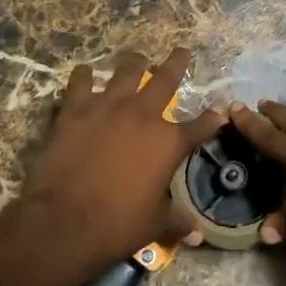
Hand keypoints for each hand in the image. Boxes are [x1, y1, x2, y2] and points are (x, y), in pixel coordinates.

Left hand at [20, 47, 222, 270]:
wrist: (65, 222)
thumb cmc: (117, 225)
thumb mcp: (154, 224)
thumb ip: (177, 221)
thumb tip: (199, 235)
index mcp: (168, 143)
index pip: (200, 126)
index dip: (212, 118)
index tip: (220, 111)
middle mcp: (143, 115)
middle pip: (166, 79)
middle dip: (177, 63)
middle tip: (182, 51)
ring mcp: (108, 107)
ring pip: (126, 71)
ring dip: (134, 63)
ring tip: (136, 56)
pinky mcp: (76, 109)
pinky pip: (81, 83)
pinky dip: (83, 76)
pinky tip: (84, 72)